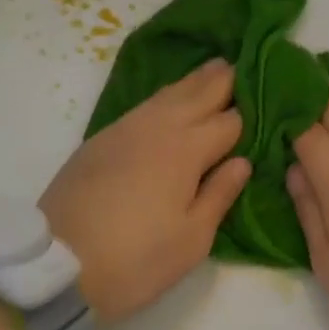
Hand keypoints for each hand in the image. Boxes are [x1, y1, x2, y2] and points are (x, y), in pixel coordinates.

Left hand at [41, 59, 251, 322]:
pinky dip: (164, 97)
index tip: (270, 103)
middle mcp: (157, 128)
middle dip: (224, 79)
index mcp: (186, 150)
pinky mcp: (100, 140)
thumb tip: (241, 161)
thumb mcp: (191, 239)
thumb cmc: (136, 260)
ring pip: (167, 94)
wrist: (57, 266)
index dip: (251, 113)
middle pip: (198, 93)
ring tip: (214, 69)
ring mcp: (124, 130)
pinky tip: (170, 100)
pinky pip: (143, 107)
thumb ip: (219, 195)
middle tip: (245, 63)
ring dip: (194, 81)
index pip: (230, 122)